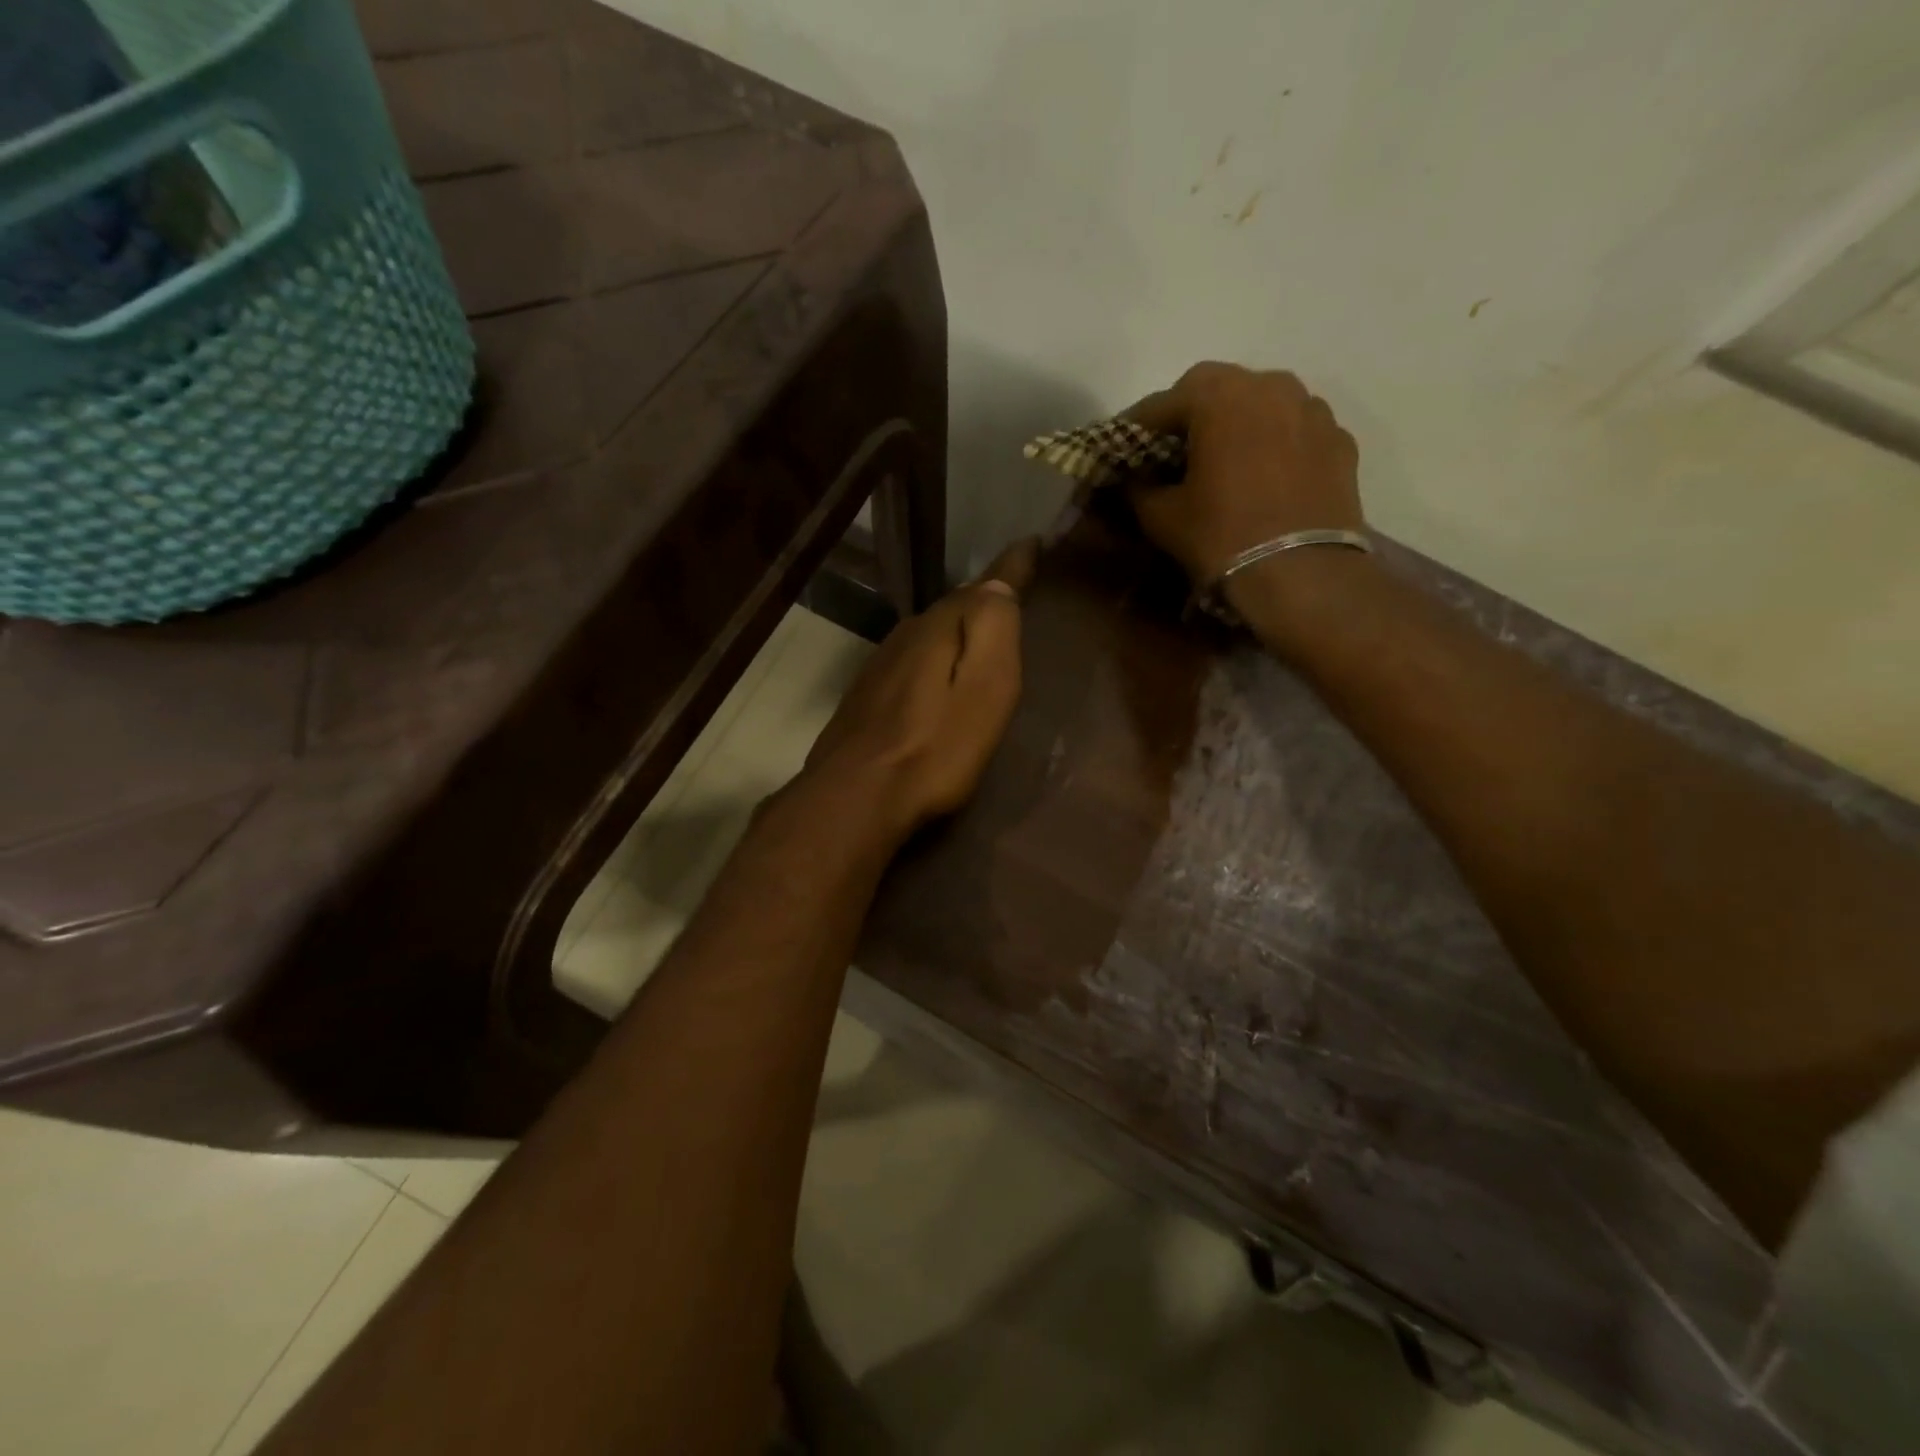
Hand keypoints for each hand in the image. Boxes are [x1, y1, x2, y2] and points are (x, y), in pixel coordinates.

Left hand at [802, 538, 1037, 841]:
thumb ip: (993, 629)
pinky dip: (930, 660)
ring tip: (976, 641)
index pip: (984, 585)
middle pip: (952, 609)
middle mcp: (905, 635)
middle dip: (981, 601)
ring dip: (953, 632)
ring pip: (927, 635)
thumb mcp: (985, 688)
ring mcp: (879, 665)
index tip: (1032, 544)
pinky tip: (935, 681)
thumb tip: (998, 581)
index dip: (1012, 567)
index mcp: (939, 628)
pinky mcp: (865, 696)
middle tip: (1010, 598)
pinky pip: (909, 661)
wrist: (858, 795)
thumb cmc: (937, 747)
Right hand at [1123, 362, 1365, 586]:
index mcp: (1218, 396)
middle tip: (1172, 449)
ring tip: (1223, 458)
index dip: (1136, 427)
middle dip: (1189, 415)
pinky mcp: (1339, 439)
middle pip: (1216, 389)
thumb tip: (1133, 480)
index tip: (1122, 448)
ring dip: (1237, 422)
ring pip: (1262, 403)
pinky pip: (1295, 429)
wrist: (1303, 574)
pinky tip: (1264, 474)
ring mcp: (1312, 409)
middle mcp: (1269, 385)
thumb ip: (1138, 489)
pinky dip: (1274, 442)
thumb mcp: (1162, 517)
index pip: (1161, 402)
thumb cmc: (1222, 537)